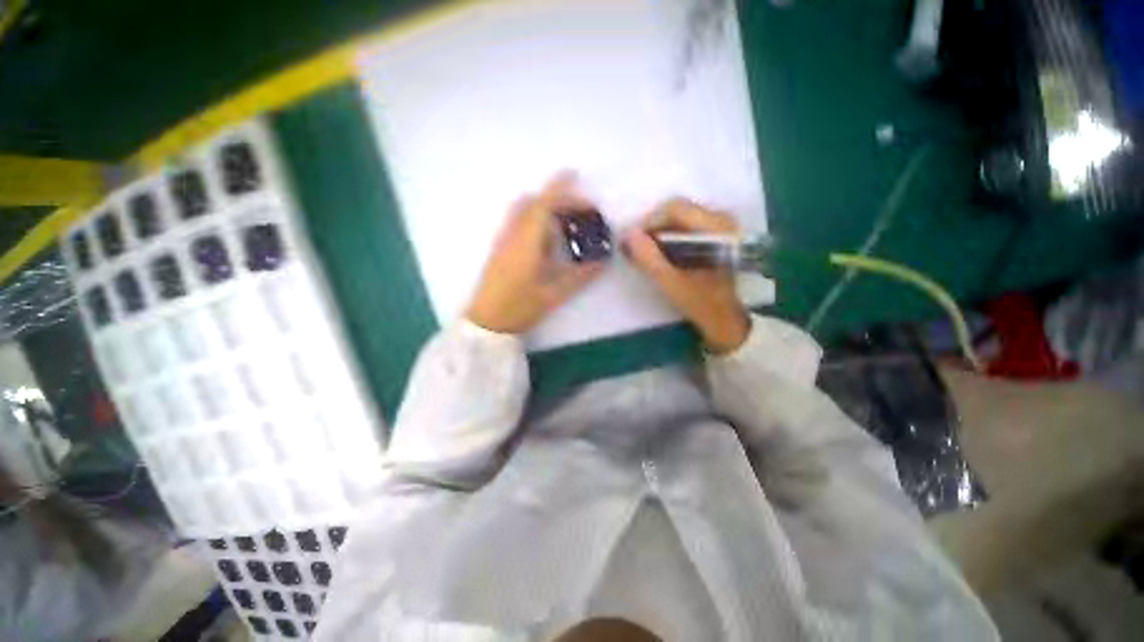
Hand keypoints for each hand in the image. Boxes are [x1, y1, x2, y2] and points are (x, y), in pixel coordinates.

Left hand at [466, 174, 604, 333]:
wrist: (485, 323)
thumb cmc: (518, 309)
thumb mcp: (553, 295)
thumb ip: (579, 277)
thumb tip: (601, 262)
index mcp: (525, 242)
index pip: (543, 205)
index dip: (562, 190)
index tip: (580, 184)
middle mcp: (511, 235)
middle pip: (532, 202)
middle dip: (556, 198)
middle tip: (579, 210)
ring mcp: (502, 240)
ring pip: (522, 211)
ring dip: (544, 208)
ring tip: (566, 223)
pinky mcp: (499, 249)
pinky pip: (517, 223)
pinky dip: (535, 220)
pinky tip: (547, 240)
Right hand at [624, 199, 749, 353]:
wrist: (727, 320)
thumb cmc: (702, 303)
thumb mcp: (671, 282)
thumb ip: (648, 258)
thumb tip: (627, 234)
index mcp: (716, 227)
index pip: (675, 208)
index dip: (649, 222)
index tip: (633, 242)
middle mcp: (723, 219)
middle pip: (678, 210)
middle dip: (653, 228)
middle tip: (638, 249)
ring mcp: (722, 226)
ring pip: (681, 218)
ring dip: (660, 233)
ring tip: (648, 253)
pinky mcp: (718, 235)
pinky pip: (688, 226)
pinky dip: (671, 237)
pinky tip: (663, 255)